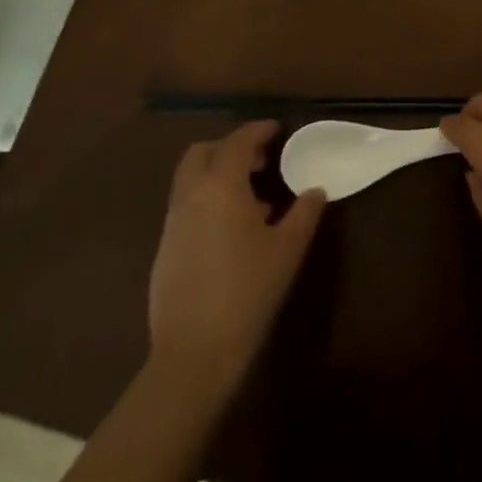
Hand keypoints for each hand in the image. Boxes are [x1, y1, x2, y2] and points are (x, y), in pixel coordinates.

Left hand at [149, 121, 325, 386]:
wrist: (194, 352)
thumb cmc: (248, 291)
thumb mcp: (287, 250)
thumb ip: (304, 213)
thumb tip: (316, 190)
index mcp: (221, 186)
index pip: (238, 142)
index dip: (258, 131)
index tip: (276, 129)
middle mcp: (191, 195)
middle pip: (202, 152)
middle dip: (230, 148)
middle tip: (260, 160)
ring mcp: (172, 222)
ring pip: (190, 179)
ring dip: (216, 174)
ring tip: (250, 196)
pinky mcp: (164, 248)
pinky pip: (185, 206)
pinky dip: (206, 200)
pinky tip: (230, 229)